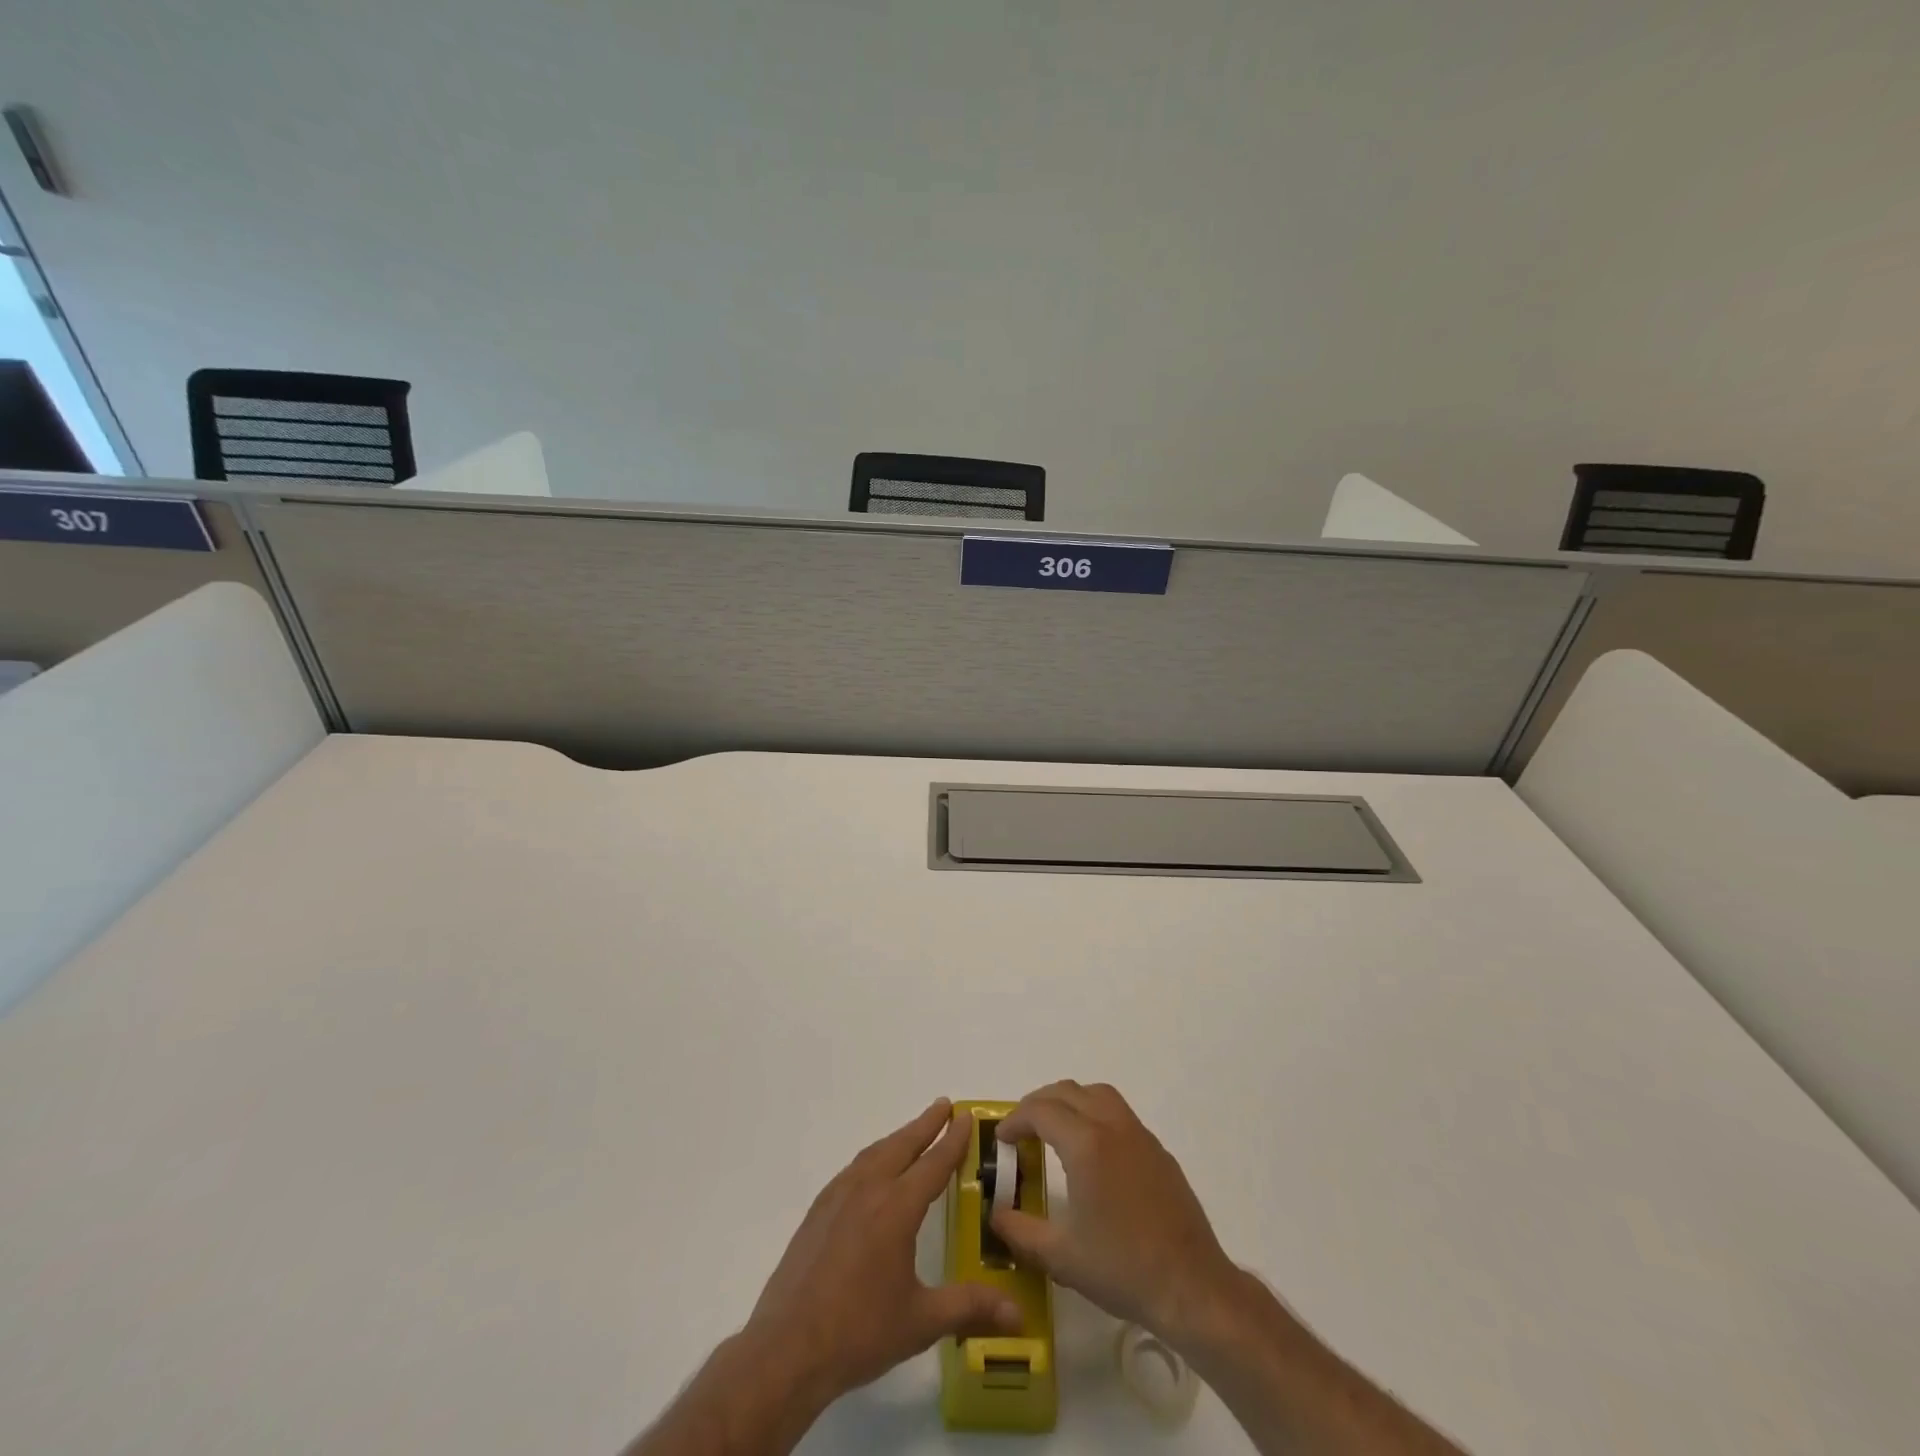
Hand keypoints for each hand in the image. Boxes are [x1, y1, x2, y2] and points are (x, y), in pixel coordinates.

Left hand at [742, 1099, 1022, 1409]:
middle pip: (902, 1145)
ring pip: (875, 1153)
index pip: (932, 1164)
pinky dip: (873, 1157)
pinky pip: (853, 1169)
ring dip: (898, 1138)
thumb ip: (969, 1307)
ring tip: (914, 1132)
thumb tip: (1019, 1315)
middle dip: (925, 1124)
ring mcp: (838, 1197)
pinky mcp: (818, 1211)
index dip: (952, 1140)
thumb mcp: (921, 1322)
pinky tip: (873, 1170)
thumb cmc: (859, 1333)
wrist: (788, 1349)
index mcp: (896, 1209)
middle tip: (945, 1106)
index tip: (965, 1116)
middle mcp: (868, 1191)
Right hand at [991, 1081, 1239, 1343]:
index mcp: (1086, 1144)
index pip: (1040, 1111)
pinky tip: (1092, 1152)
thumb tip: (995, 1215)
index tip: (1001, 1140)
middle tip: (1021, 1131)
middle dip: (1038, 1104)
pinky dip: (1095, 1114)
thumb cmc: (1122, 1269)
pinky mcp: (1158, 1150)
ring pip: (1096, 1094)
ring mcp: (1139, 1134)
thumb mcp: (1061, 1256)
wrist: (1191, 1287)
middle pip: (1067, 1091)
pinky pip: (1119, 1112)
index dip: (1015, 1120)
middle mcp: (1112, 1126)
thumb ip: (1019, 1231)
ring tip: (1054, 1130)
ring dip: (1069, 1101)